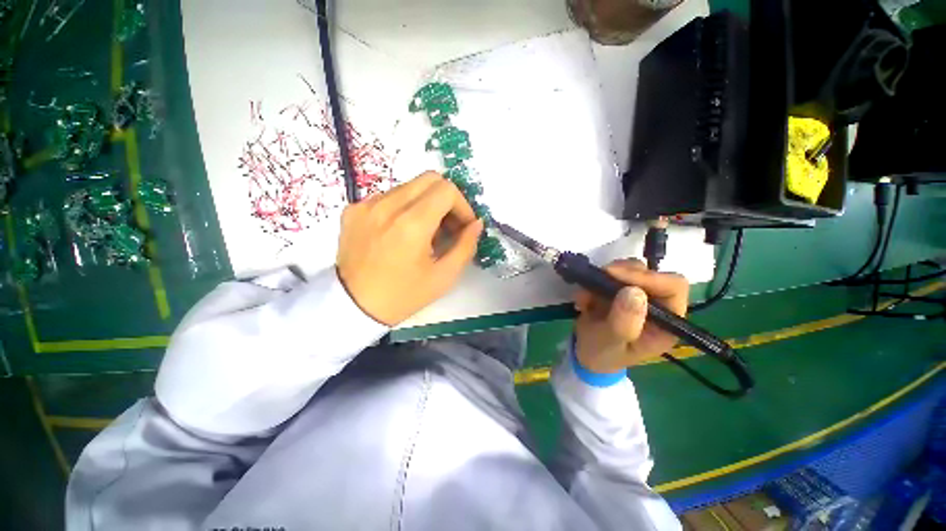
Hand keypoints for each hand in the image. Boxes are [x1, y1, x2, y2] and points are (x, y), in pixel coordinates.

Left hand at [336, 171, 483, 325]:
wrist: (352, 307)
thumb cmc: (403, 296)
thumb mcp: (444, 277)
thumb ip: (466, 246)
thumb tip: (476, 223)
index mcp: (411, 224)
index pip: (447, 190)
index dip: (462, 206)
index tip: (462, 227)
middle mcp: (387, 206)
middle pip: (429, 178)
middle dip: (447, 199)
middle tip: (448, 225)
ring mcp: (366, 205)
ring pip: (409, 186)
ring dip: (425, 203)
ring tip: (424, 232)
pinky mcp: (353, 209)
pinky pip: (388, 196)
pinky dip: (403, 208)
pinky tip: (400, 232)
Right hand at [574, 259, 688, 372]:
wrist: (587, 355)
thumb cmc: (604, 354)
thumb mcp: (612, 343)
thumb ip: (624, 322)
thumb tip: (635, 291)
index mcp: (667, 321)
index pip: (672, 287)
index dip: (648, 277)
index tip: (617, 277)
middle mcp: (657, 304)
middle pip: (650, 272)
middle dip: (621, 274)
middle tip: (599, 280)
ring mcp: (637, 295)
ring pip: (629, 269)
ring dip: (604, 278)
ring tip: (586, 296)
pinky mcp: (619, 289)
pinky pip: (609, 274)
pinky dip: (592, 282)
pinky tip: (583, 300)